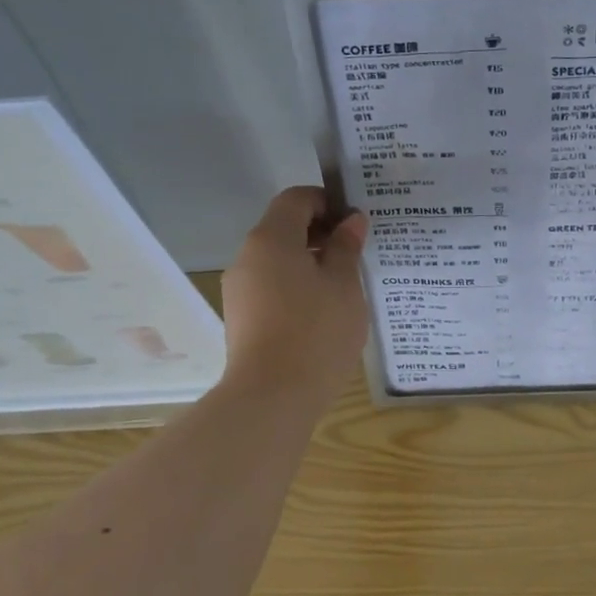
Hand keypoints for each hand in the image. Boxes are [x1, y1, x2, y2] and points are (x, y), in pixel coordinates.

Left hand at [219, 187, 368, 405]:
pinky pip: (271, 287)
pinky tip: (322, 312)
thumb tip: (350, 221)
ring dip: (309, 263)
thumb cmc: (316, 330)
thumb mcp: (344, 284)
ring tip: (343, 286)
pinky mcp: (241, 318)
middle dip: (320, 233)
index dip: (327, 201)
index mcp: (271, 239)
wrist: (272, 396)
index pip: (296, 199)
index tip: (355, 222)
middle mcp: (247, 257)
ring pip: (277, 261)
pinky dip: (296, 287)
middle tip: (356, 253)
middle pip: (283, 229)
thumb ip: (346, 246)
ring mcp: (239, 290)